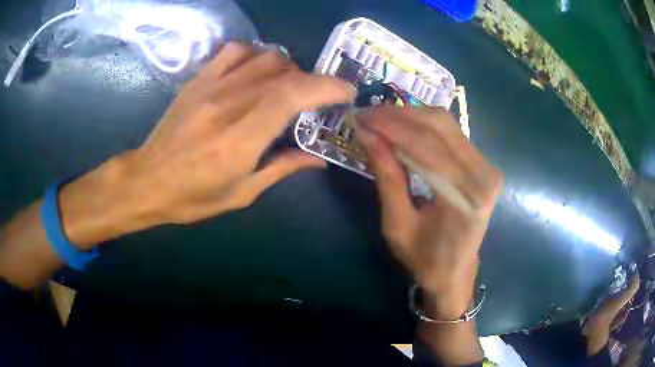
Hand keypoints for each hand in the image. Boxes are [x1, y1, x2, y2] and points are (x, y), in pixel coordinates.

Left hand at [119, 43, 354, 223]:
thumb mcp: (242, 194)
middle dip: (313, 81)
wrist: (147, 180)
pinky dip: (255, 53)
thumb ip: (282, 168)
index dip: (326, 87)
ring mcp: (210, 88)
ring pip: (264, 57)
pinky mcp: (198, 80)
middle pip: (283, 73)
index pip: (292, 96)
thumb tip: (318, 158)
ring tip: (288, 86)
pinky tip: (257, 70)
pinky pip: (233, 51)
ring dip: (288, 68)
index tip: (346, 92)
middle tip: (317, 99)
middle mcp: (227, 106)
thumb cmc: (192, 197)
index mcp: (239, 141)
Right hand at [355, 106, 502, 318]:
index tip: (362, 117)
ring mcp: (487, 167)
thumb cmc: (425, 258)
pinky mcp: (483, 163)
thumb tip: (368, 135)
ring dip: (410, 117)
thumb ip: (387, 178)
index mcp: (467, 198)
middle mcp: (484, 175)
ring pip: (446, 125)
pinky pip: (451, 134)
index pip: (427, 146)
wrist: (456, 270)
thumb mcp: (398, 225)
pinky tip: (401, 128)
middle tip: (368, 115)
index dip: (391, 127)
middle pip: (440, 126)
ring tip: (379, 119)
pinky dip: (423, 127)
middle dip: (399, 116)